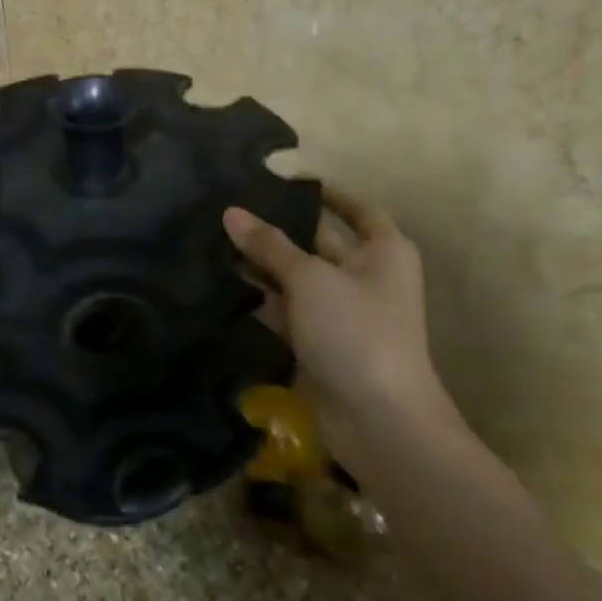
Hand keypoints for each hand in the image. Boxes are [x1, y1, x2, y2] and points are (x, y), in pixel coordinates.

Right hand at [223, 188, 462, 462]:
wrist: (378, 419)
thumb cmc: (355, 330)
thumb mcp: (308, 278)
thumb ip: (268, 244)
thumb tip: (231, 212)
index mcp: (383, 250)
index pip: (357, 209)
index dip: (325, 194)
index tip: (285, 181)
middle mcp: (368, 275)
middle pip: (320, 242)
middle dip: (280, 229)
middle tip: (233, 210)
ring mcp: (345, 312)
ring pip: (300, 277)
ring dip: (266, 265)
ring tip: (218, 241)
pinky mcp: (324, 342)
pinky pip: (291, 310)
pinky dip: (265, 300)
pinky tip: (227, 285)